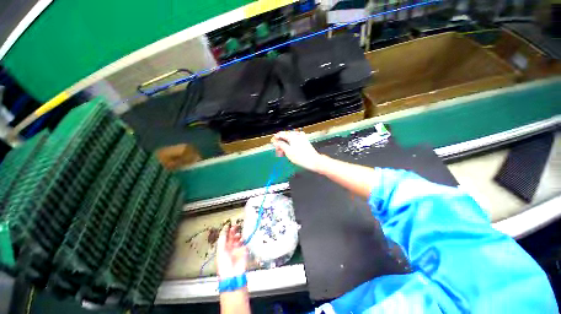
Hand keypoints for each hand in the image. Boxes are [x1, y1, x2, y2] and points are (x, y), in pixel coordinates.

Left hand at [216, 225, 247, 278]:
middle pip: (233, 236)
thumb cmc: (224, 263)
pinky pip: (245, 243)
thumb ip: (223, 238)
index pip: (226, 236)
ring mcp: (238, 249)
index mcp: (224, 247)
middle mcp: (231, 247)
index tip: (229, 224)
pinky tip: (243, 239)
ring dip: (239, 236)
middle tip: (236, 226)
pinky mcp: (244, 251)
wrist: (232, 274)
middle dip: (234, 231)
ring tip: (238, 235)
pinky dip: (245, 240)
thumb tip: (225, 227)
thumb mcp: (221, 249)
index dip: (227, 230)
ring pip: (239, 239)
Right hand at [271, 131, 321, 170]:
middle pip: (285, 137)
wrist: (314, 161)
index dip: (275, 138)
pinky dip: (291, 145)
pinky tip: (290, 151)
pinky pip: (295, 142)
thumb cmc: (301, 157)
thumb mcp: (288, 151)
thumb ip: (281, 145)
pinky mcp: (304, 142)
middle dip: (280, 143)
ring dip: (285, 145)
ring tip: (283, 153)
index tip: (272, 142)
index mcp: (292, 136)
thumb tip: (275, 142)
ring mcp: (302, 138)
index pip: (281, 134)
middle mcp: (297, 135)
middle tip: (278, 151)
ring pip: (290, 140)